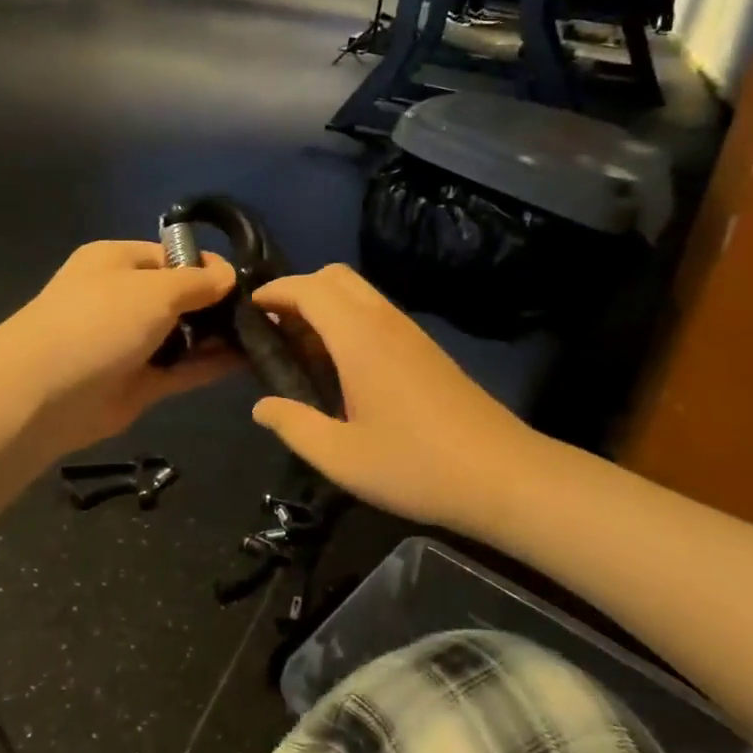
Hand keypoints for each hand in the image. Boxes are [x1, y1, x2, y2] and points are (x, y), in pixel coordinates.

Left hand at [0, 241, 239, 454]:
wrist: (44, 393)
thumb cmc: (99, 321)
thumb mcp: (155, 289)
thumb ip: (197, 281)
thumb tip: (229, 274)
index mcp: (117, 261)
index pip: (172, 256)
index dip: (209, 266)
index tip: (245, 283)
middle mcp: (123, 298)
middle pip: (180, 296)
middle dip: (217, 303)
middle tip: (260, 313)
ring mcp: (130, 342)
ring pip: (183, 335)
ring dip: (217, 336)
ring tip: (263, 337)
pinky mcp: (138, 383)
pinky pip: (182, 369)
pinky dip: (210, 365)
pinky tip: (248, 361)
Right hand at [249, 265, 544, 532]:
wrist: (503, 475)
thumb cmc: (415, 466)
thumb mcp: (340, 457)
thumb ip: (294, 426)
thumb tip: (261, 407)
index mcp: (360, 338)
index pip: (310, 288)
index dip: (275, 292)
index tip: (249, 310)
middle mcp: (385, 322)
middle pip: (336, 277)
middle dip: (299, 291)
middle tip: (275, 332)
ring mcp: (411, 333)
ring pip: (359, 294)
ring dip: (325, 307)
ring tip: (302, 352)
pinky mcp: (427, 350)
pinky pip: (377, 315)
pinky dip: (349, 322)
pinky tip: (342, 369)